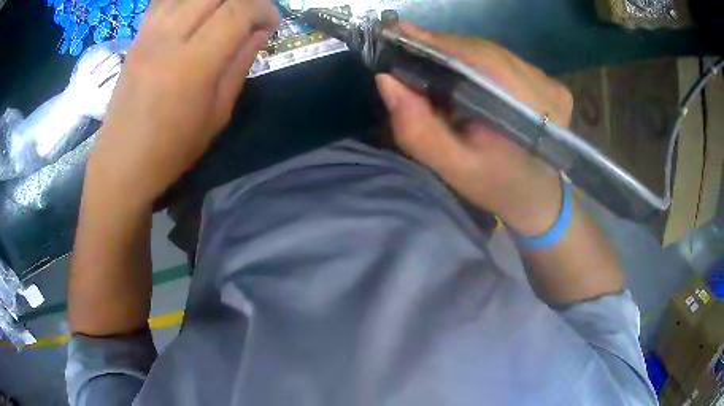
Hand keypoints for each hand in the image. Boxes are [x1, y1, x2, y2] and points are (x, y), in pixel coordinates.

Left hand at [88, 0, 278, 206]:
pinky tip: (194, 10)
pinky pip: (163, 0)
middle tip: (249, 15)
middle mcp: (168, 39)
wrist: (121, 163)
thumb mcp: (217, 115)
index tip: (271, 24)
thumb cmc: (171, 149)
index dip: (263, 9)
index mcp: (192, 64)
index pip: (237, 11)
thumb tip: (260, 32)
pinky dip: (184, 1)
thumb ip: (239, 65)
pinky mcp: (137, 37)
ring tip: (223, 13)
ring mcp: (148, 34)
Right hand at [376, 24, 572, 236]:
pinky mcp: (550, 83)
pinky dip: (476, 59)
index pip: (480, 60)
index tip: (400, 33)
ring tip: (427, 56)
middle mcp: (547, 89)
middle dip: (443, 47)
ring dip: (458, 52)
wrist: (537, 197)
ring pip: (493, 51)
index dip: (438, 44)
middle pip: (486, 51)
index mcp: (531, 112)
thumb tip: (386, 80)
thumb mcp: (454, 168)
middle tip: (407, 45)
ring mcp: (552, 84)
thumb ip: (419, 130)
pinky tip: (459, 68)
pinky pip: (504, 59)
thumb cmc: (497, 186)